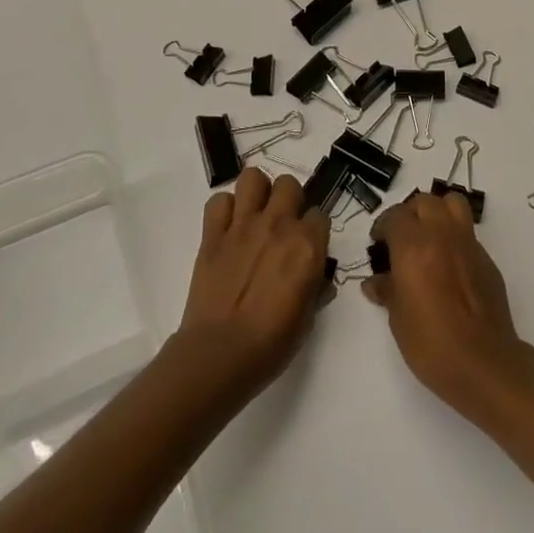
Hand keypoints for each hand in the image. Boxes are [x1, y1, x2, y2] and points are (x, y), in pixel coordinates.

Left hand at [172, 166, 330, 403]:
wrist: (219, 354)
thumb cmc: (271, 344)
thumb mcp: (308, 319)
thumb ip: (316, 288)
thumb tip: (320, 279)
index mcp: (307, 245)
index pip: (320, 215)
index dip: (314, 230)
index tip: (308, 246)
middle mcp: (278, 225)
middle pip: (289, 184)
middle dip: (289, 200)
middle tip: (282, 225)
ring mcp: (243, 225)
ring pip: (253, 178)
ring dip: (257, 192)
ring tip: (255, 215)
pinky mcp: (213, 234)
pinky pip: (218, 201)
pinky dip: (224, 209)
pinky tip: (228, 228)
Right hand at [364, 191, 533, 418]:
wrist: (483, 362)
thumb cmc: (431, 342)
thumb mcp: (398, 318)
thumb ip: (387, 290)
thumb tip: (375, 282)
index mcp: (414, 244)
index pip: (395, 217)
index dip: (383, 227)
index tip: (378, 244)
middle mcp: (442, 233)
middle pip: (424, 202)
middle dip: (409, 214)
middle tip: (400, 239)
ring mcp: (468, 243)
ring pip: (451, 204)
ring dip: (436, 212)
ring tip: (427, 237)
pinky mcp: (486, 258)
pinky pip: (467, 231)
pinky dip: (454, 235)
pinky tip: (447, 264)